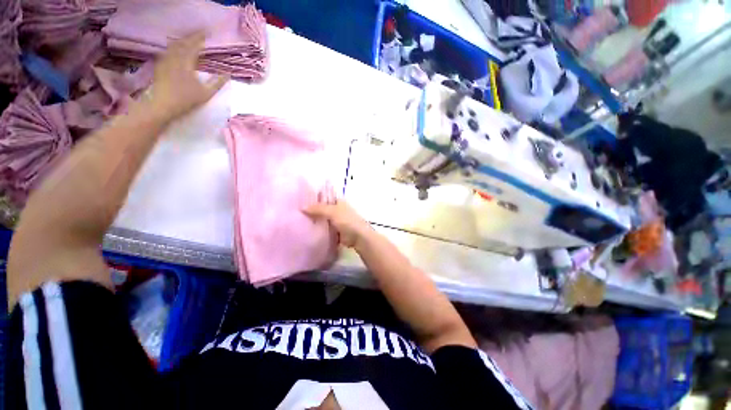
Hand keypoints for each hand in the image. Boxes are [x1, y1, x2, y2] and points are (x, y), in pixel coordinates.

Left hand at [149, 32, 228, 119]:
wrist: (162, 105)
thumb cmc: (186, 100)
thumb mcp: (206, 93)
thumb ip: (217, 83)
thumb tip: (228, 74)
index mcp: (186, 63)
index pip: (194, 46)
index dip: (200, 39)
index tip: (207, 33)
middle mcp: (174, 58)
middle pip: (182, 43)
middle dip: (191, 38)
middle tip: (198, 35)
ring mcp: (165, 61)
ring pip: (173, 46)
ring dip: (182, 41)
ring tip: (188, 40)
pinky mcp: (160, 66)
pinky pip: (167, 52)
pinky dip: (173, 48)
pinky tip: (175, 50)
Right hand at [303, 200, 373, 248]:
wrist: (358, 237)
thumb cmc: (347, 221)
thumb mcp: (332, 211)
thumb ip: (318, 209)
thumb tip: (302, 207)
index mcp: (338, 201)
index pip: (325, 196)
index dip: (314, 197)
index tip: (300, 198)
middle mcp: (337, 210)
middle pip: (322, 208)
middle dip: (312, 210)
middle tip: (297, 211)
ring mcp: (336, 221)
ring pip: (322, 219)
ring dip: (314, 220)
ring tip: (298, 220)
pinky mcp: (335, 231)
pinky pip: (324, 228)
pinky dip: (317, 229)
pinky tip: (306, 230)